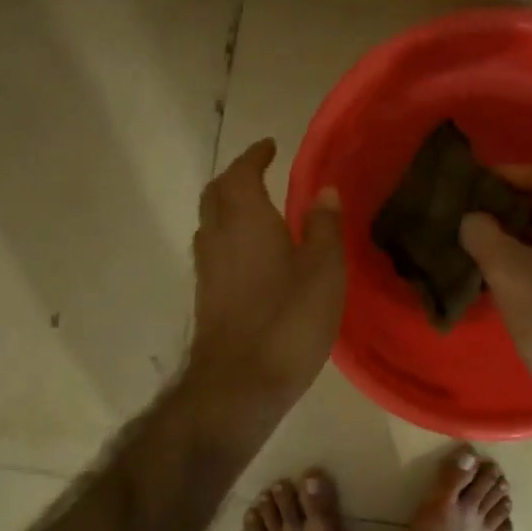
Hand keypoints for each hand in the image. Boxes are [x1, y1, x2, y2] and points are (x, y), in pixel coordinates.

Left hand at [187, 139, 345, 410]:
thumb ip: (325, 227)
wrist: (240, 384)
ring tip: (258, 212)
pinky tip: (251, 257)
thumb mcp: (325, 270)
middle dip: (235, 178)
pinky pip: (213, 251)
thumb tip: (325, 190)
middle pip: (215, 194)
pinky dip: (228, 238)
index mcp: (246, 220)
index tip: (270, 147)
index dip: (254, 156)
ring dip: (228, 208)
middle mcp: (217, 237)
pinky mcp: (206, 298)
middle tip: (260, 175)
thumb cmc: (289, 320)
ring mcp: (206, 269)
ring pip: (210, 223)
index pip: (241, 173)